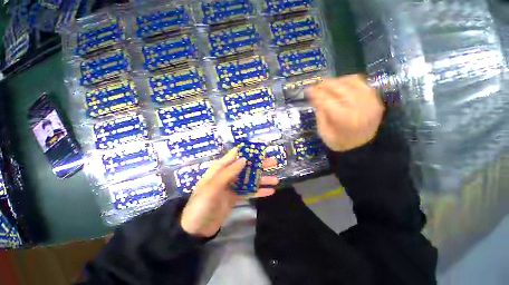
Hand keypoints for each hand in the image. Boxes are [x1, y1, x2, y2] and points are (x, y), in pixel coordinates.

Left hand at [180, 148, 278, 237]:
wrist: (195, 230)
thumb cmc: (201, 205)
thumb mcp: (212, 187)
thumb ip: (228, 172)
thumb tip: (244, 159)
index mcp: (220, 169)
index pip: (235, 155)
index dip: (247, 151)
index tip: (261, 149)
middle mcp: (227, 175)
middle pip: (246, 167)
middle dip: (260, 164)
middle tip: (274, 162)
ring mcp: (232, 186)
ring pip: (250, 179)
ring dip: (262, 179)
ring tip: (276, 179)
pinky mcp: (236, 197)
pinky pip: (249, 192)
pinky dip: (259, 191)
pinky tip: (270, 191)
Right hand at [308, 74, 384, 151]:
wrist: (362, 148)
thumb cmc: (339, 142)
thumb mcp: (324, 132)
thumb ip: (320, 114)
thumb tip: (316, 98)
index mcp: (344, 119)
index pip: (327, 100)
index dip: (316, 93)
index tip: (308, 89)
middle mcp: (359, 108)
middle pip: (339, 88)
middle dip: (325, 85)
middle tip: (316, 85)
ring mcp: (370, 102)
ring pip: (352, 82)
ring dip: (337, 81)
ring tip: (328, 84)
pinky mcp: (375, 100)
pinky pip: (362, 84)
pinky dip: (350, 82)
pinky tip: (341, 85)